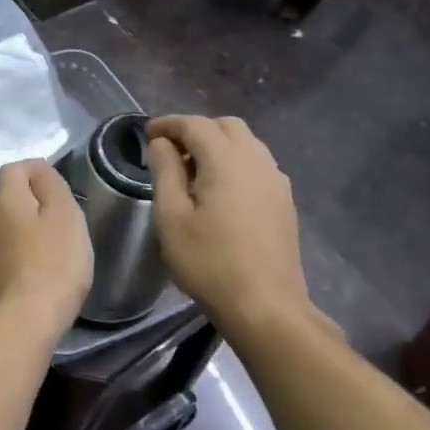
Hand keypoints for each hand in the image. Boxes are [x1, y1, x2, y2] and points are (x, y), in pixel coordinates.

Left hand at [0, 160, 92, 340]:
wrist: (22, 322)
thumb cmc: (53, 264)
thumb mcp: (65, 216)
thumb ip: (51, 185)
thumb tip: (38, 169)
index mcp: (4, 201)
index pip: (12, 169)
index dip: (34, 171)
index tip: (57, 185)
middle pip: (6, 199)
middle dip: (29, 203)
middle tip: (59, 220)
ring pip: (1, 228)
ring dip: (20, 231)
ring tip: (47, 249)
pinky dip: (14, 256)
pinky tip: (31, 273)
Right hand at [147, 116, 318, 343]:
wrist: (265, 305)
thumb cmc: (208, 261)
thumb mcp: (172, 216)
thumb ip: (165, 171)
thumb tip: (162, 143)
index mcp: (226, 161)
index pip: (195, 124)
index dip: (168, 124)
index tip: (146, 135)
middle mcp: (256, 161)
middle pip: (226, 126)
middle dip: (195, 130)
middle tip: (169, 152)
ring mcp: (276, 180)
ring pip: (246, 143)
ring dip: (217, 145)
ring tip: (191, 171)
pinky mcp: (283, 200)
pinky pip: (257, 164)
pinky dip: (234, 162)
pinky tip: (218, 190)